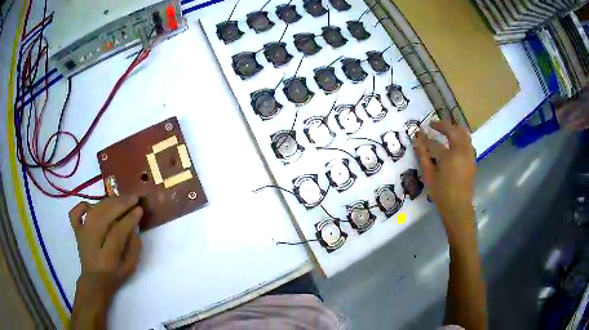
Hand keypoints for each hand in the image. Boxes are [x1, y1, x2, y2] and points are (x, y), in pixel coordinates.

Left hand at [69, 196, 142, 311]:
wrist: (94, 281)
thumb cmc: (114, 276)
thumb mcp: (130, 268)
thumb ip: (134, 248)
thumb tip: (134, 227)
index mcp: (107, 256)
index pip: (118, 232)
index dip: (129, 219)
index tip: (140, 209)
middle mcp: (92, 242)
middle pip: (104, 216)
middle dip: (120, 205)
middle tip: (133, 198)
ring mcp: (82, 235)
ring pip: (94, 211)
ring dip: (108, 202)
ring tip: (121, 198)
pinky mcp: (77, 231)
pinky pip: (76, 213)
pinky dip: (83, 205)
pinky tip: (93, 205)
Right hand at [413, 119, 475, 240]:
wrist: (459, 208)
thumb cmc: (442, 194)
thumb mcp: (429, 177)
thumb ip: (423, 157)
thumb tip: (417, 142)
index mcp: (449, 156)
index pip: (434, 143)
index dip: (424, 139)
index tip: (418, 135)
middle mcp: (461, 151)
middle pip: (453, 130)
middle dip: (442, 125)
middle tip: (432, 124)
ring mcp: (469, 154)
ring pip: (464, 133)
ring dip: (454, 128)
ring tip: (445, 129)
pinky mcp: (472, 159)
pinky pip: (468, 142)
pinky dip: (461, 137)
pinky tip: (455, 141)